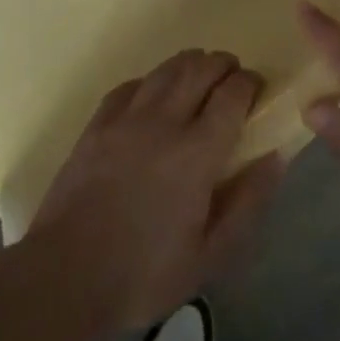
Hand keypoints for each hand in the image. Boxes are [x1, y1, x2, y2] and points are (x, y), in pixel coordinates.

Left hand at [24, 50, 286, 329]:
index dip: (249, 84)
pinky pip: (131, 84)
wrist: (64, 276)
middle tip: (233, 78)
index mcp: (196, 153)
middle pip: (200, 68)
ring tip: (200, 75)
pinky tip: (154, 94)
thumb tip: (275, 157)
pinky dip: (151, 80)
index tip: (257, 90)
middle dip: (223, 65)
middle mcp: (164, 122)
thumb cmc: (144, 274)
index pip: (231, 95)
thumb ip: (247, 203)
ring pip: (166, 69)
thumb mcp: (209, 256)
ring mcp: (126, 118)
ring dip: (190, 64)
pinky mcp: (97, 123)